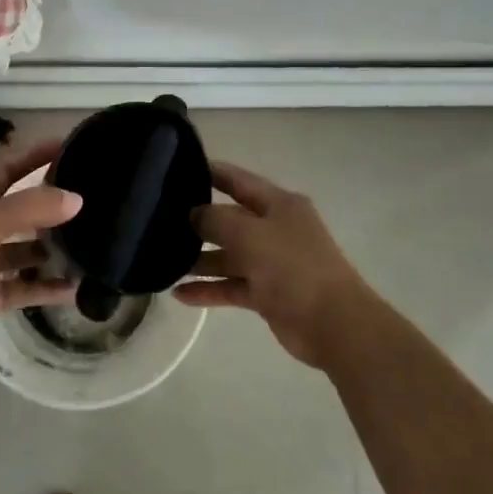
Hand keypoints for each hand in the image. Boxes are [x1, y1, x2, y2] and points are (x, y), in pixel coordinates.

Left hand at [0, 139, 81, 366]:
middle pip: (24, 212)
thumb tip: (77, 198)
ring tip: (96, 246)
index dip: (35, 157)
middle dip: (54, 207)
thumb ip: (30, 208)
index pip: (10, 169)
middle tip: (95, 204)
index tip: (71, 147)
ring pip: (28, 251)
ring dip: (56, 250)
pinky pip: (26, 287)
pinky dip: (48, 288)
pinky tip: (77, 288)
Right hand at [175, 161, 382, 366]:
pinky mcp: (268, 293)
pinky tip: (179, 294)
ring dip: (200, 260)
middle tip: (159, 221)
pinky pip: (232, 286)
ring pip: (229, 256)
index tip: (176, 170)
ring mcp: (272, 262)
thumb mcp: (249, 234)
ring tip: (164, 262)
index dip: (210, 172)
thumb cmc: (292, 267)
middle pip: (230, 219)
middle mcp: (275, 229)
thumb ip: (215, 219)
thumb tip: (193, 214)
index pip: (238, 180)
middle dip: (198, 221)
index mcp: (278, 204)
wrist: (333, 324)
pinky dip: (209, 290)